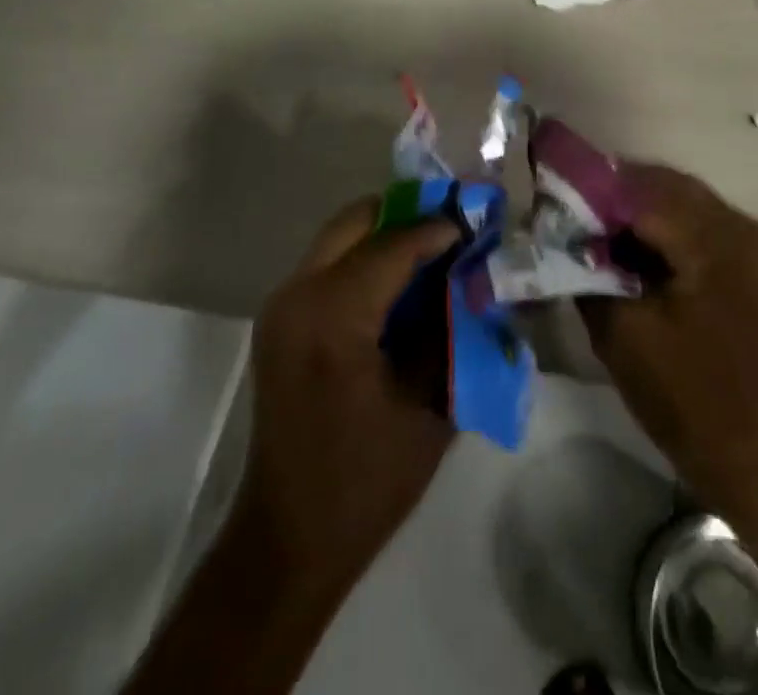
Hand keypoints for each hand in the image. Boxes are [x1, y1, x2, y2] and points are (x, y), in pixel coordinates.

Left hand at [234, 197, 458, 602]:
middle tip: (452, 231)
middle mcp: (298, 296)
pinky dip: (367, 257)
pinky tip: (400, 283)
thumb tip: (474, 278)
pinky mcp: (280, 320)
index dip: (439, 229)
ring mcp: (282, 305)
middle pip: (357, 220)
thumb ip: (452, 330)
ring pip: (341, 235)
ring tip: (432, 251)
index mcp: (333, 317)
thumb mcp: (428, 405)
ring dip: (387, 234)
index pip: (393, 244)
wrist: (288, 541)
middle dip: (408, 215)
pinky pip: (329, 262)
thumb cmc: (366, 482)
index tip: (477, 225)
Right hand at [581, 164, 757, 517]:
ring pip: (684, 202)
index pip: (643, 190)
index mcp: (717, 241)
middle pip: (666, 188)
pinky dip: (666, 229)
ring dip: (640, 211)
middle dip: (616, 197)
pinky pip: (702, 225)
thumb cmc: (686, 397)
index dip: (594, 190)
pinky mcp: (757, 261)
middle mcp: (745, 226)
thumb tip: (560, 234)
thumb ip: (586, 270)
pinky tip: (636, 250)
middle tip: (573, 214)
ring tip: (598, 231)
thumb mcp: (620, 332)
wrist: (757, 456)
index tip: (555, 197)